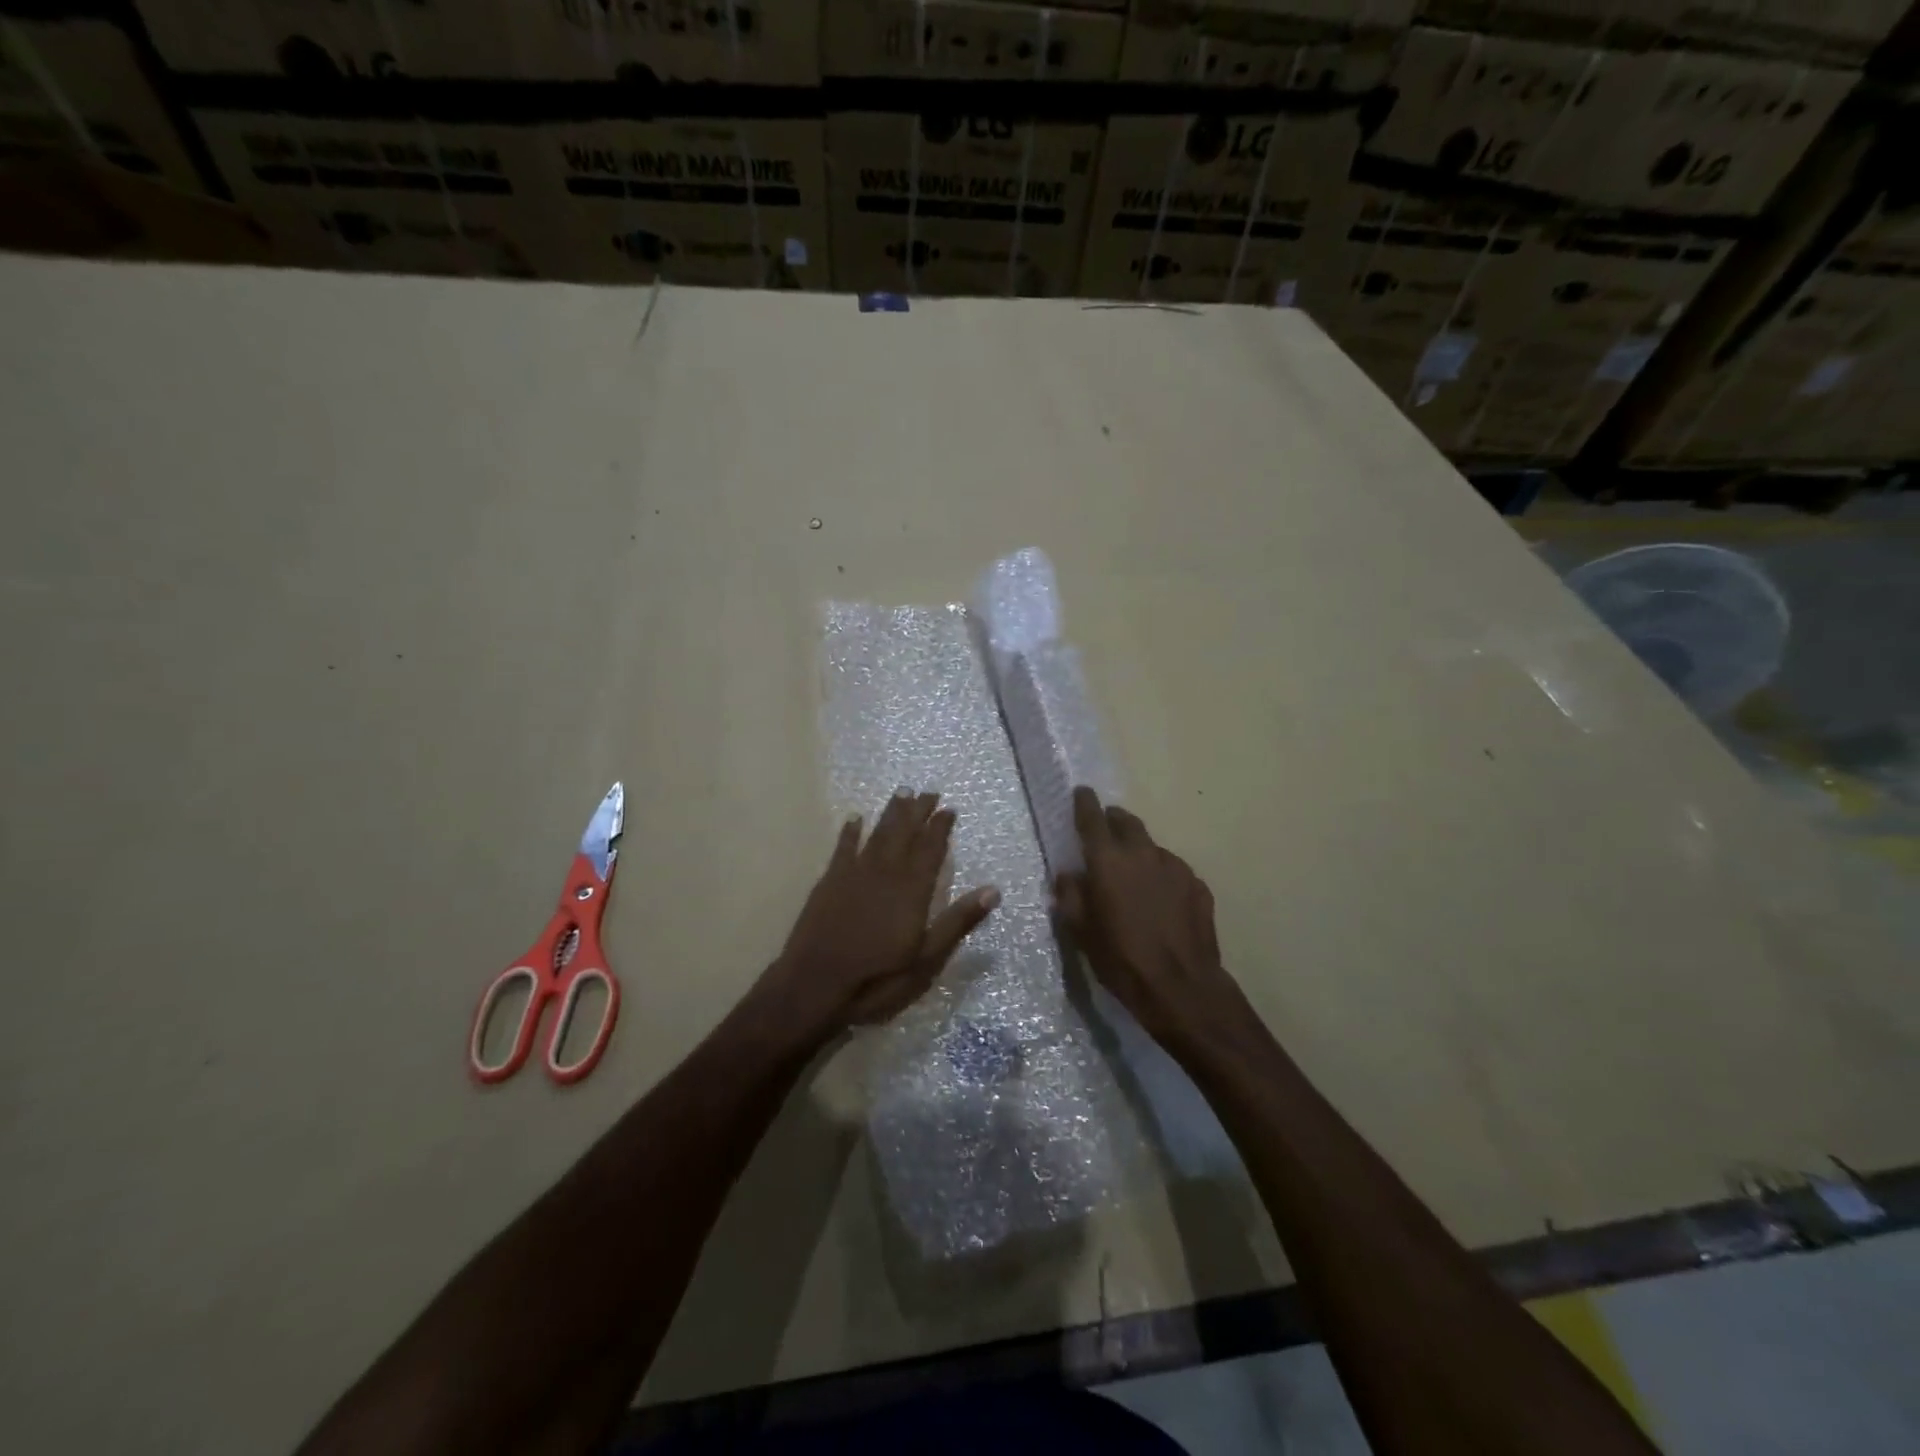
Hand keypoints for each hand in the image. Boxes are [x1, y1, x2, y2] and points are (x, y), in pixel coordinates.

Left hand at [764, 791, 999, 1038]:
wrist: (815, 985)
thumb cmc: (878, 978)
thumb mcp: (928, 959)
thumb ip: (958, 922)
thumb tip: (993, 890)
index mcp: (912, 890)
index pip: (931, 849)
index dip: (940, 828)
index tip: (949, 809)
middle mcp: (886, 873)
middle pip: (904, 834)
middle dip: (918, 811)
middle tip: (928, 792)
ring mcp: (854, 874)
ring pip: (877, 834)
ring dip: (891, 813)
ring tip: (902, 793)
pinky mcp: (829, 882)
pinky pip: (843, 847)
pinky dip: (851, 832)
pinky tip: (856, 818)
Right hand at [1053, 787, 1250, 1056]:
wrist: (1182, 988)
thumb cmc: (1121, 959)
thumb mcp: (1081, 932)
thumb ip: (1070, 896)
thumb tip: (1068, 875)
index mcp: (1108, 861)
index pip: (1093, 818)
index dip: (1084, 803)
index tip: (1081, 792)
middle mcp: (1143, 853)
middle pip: (1127, 822)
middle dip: (1114, 820)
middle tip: (1106, 829)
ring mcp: (1175, 867)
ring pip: (1152, 847)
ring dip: (1139, 852)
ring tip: (1133, 875)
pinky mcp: (1198, 885)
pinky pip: (1173, 871)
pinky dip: (1161, 876)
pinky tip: (1160, 901)